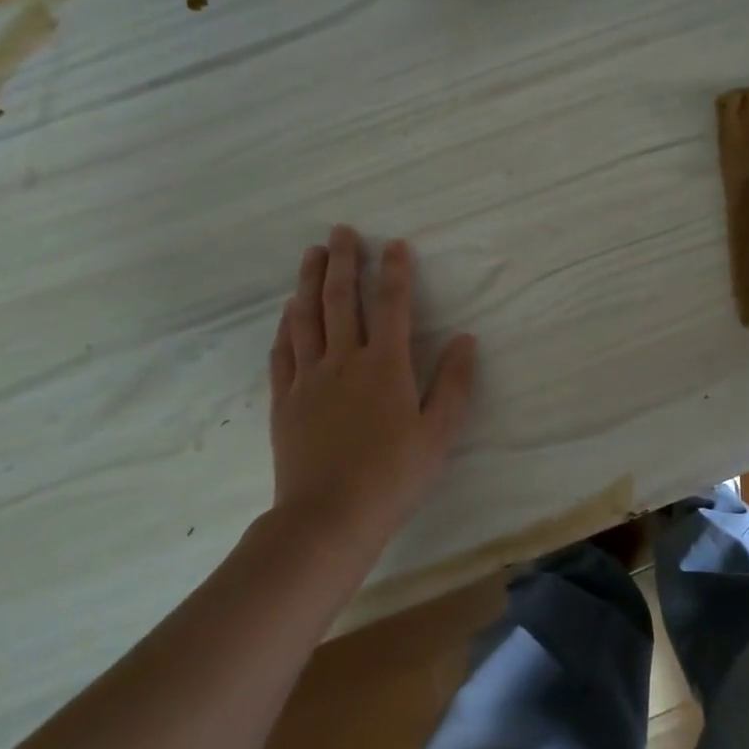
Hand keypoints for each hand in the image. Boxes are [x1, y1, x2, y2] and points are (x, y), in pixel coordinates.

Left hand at [267, 226, 477, 545]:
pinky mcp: (285, 400)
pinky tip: (288, 312)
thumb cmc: (393, 476)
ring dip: (309, 282)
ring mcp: (308, 379)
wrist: (328, 518)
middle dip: (343, 261)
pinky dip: (286, 326)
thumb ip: (454, 384)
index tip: (395, 244)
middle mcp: (343, 361)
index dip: (394, 271)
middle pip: (340, 300)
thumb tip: (466, 339)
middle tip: (342, 231)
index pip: (391, 305)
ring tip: (311, 254)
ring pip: (306, 318)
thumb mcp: (439, 433)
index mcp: (384, 366)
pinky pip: (283, 352)